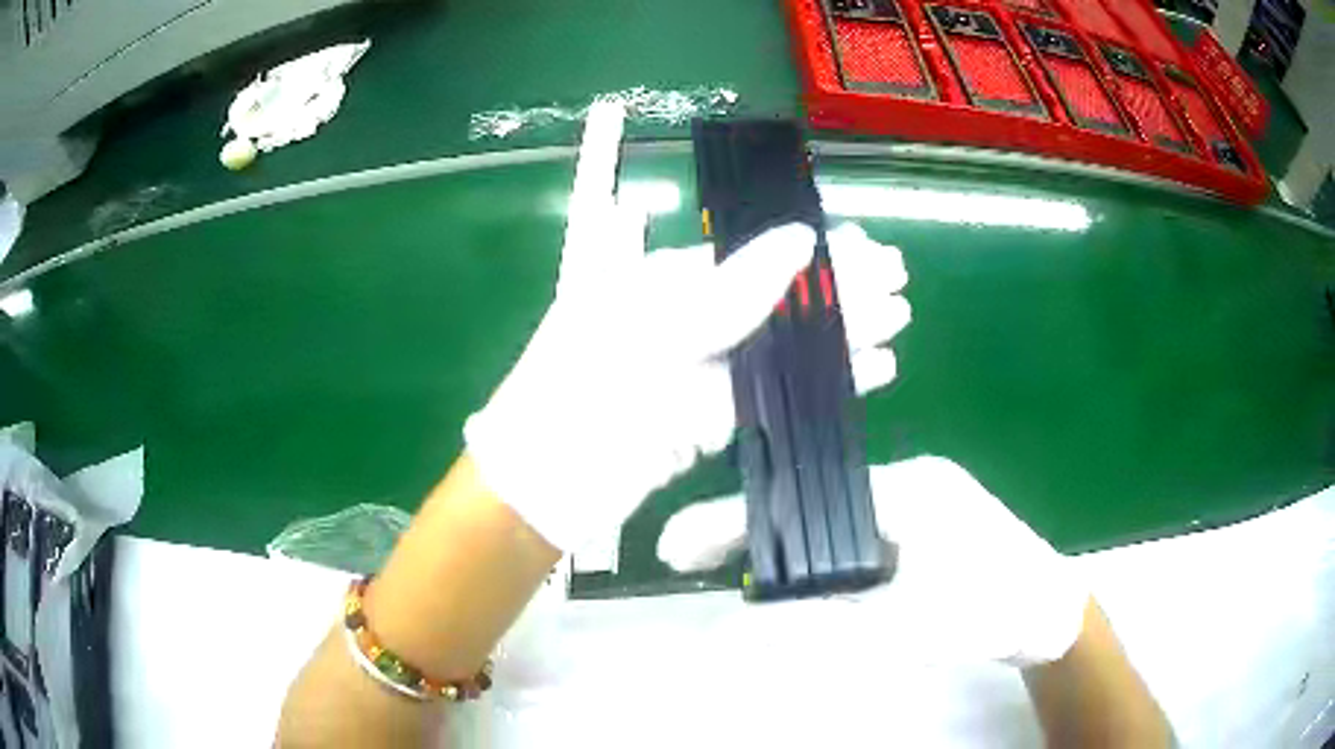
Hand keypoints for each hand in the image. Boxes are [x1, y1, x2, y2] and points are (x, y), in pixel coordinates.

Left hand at [465, 103, 909, 552]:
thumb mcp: (651, 336)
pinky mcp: (705, 420)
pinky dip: (817, 382)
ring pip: (780, 346)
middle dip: (839, 292)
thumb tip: (800, 239)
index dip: (815, 253)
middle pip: (775, 300)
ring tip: (898, 323)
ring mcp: (696, 371)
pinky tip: (867, 371)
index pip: (755, 257)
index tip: (871, 249)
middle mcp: (683, 319)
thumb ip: (728, 293)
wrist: (540, 489)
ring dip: (838, 336)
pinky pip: (769, 393)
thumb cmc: (580, 398)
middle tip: (900, 287)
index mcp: (661, 283)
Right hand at [658, 456, 1089, 664]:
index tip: (681, 545)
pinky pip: (858, 535)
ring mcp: (922, 501)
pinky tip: (792, 574)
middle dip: (752, 528)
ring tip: (724, 562)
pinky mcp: (929, 526)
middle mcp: (912, 481)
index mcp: (909, 488)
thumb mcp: (905, 627)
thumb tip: (736, 632)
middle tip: (690, 557)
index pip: (805, 497)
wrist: (1052, 616)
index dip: (741, 519)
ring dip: (784, 543)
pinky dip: (819, 556)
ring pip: (833, 519)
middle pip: (812, 501)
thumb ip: (820, 628)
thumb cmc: (990, 612)